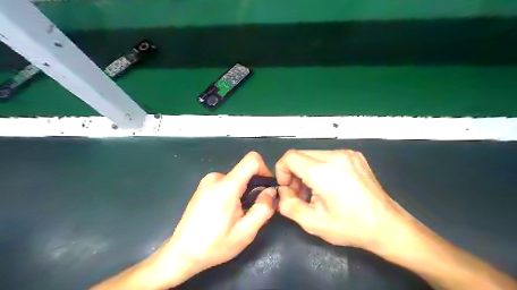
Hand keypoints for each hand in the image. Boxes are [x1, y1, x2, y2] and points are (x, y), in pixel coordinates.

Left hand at [143, 152, 276, 287]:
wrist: (182, 253)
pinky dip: (232, 193)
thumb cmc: (215, 245)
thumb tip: (271, 191)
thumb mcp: (246, 232)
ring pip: (236, 179)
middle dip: (254, 187)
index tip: (266, 188)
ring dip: (243, 192)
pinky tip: (226, 213)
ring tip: (237, 215)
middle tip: (251, 210)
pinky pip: (225, 183)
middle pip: (244, 172)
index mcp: (226, 186)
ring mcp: (207, 182)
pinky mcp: (203, 187)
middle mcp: (216, 178)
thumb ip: (263, 208)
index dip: (265, 170)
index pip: (252, 160)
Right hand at [275, 150, 407, 251]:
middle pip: (300, 155)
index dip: (282, 171)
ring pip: (312, 155)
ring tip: (315, 191)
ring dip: (306, 170)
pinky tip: (329, 185)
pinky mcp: (354, 156)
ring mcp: (347, 153)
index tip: (287, 188)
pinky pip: (327, 157)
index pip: (289, 157)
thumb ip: (287, 205)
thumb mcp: (312, 223)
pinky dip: (320, 168)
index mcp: (323, 171)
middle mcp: (335, 156)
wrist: (387, 225)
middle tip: (300, 193)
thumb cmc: (350, 227)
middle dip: (293, 172)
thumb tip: (283, 191)